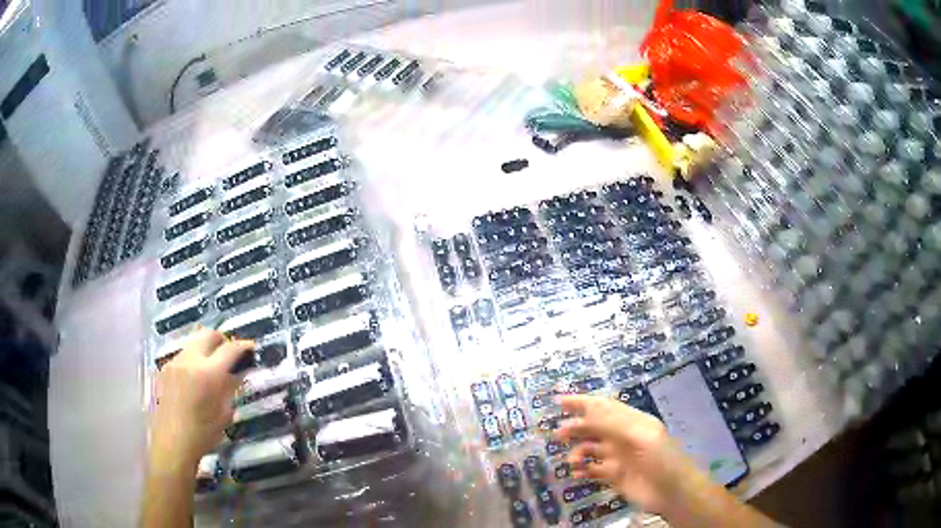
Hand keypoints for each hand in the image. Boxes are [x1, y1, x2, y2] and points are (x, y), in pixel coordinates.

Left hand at [149, 328, 253, 473]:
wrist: (172, 443)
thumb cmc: (203, 434)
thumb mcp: (224, 413)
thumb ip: (231, 387)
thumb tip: (238, 372)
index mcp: (208, 373)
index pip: (230, 349)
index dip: (243, 346)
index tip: (252, 348)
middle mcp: (190, 360)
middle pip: (208, 334)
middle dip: (222, 340)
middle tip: (231, 355)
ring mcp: (175, 362)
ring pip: (194, 342)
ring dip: (206, 349)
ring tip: (213, 367)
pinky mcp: (165, 368)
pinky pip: (183, 355)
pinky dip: (194, 359)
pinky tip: (196, 379)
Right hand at [553, 394, 699, 514]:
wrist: (672, 492)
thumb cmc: (661, 459)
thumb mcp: (640, 437)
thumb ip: (613, 426)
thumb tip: (585, 414)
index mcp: (632, 422)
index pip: (604, 407)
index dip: (583, 402)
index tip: (559, 401)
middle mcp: (623, 437)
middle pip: (595, 427)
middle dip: (576, 428)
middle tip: (557, 434)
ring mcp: (619, 457)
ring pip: (591, 449)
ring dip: (578, 451)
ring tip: (572, 461)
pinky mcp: (614, 477)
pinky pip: (593, 470)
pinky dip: (583, 470)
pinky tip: (577, 474)